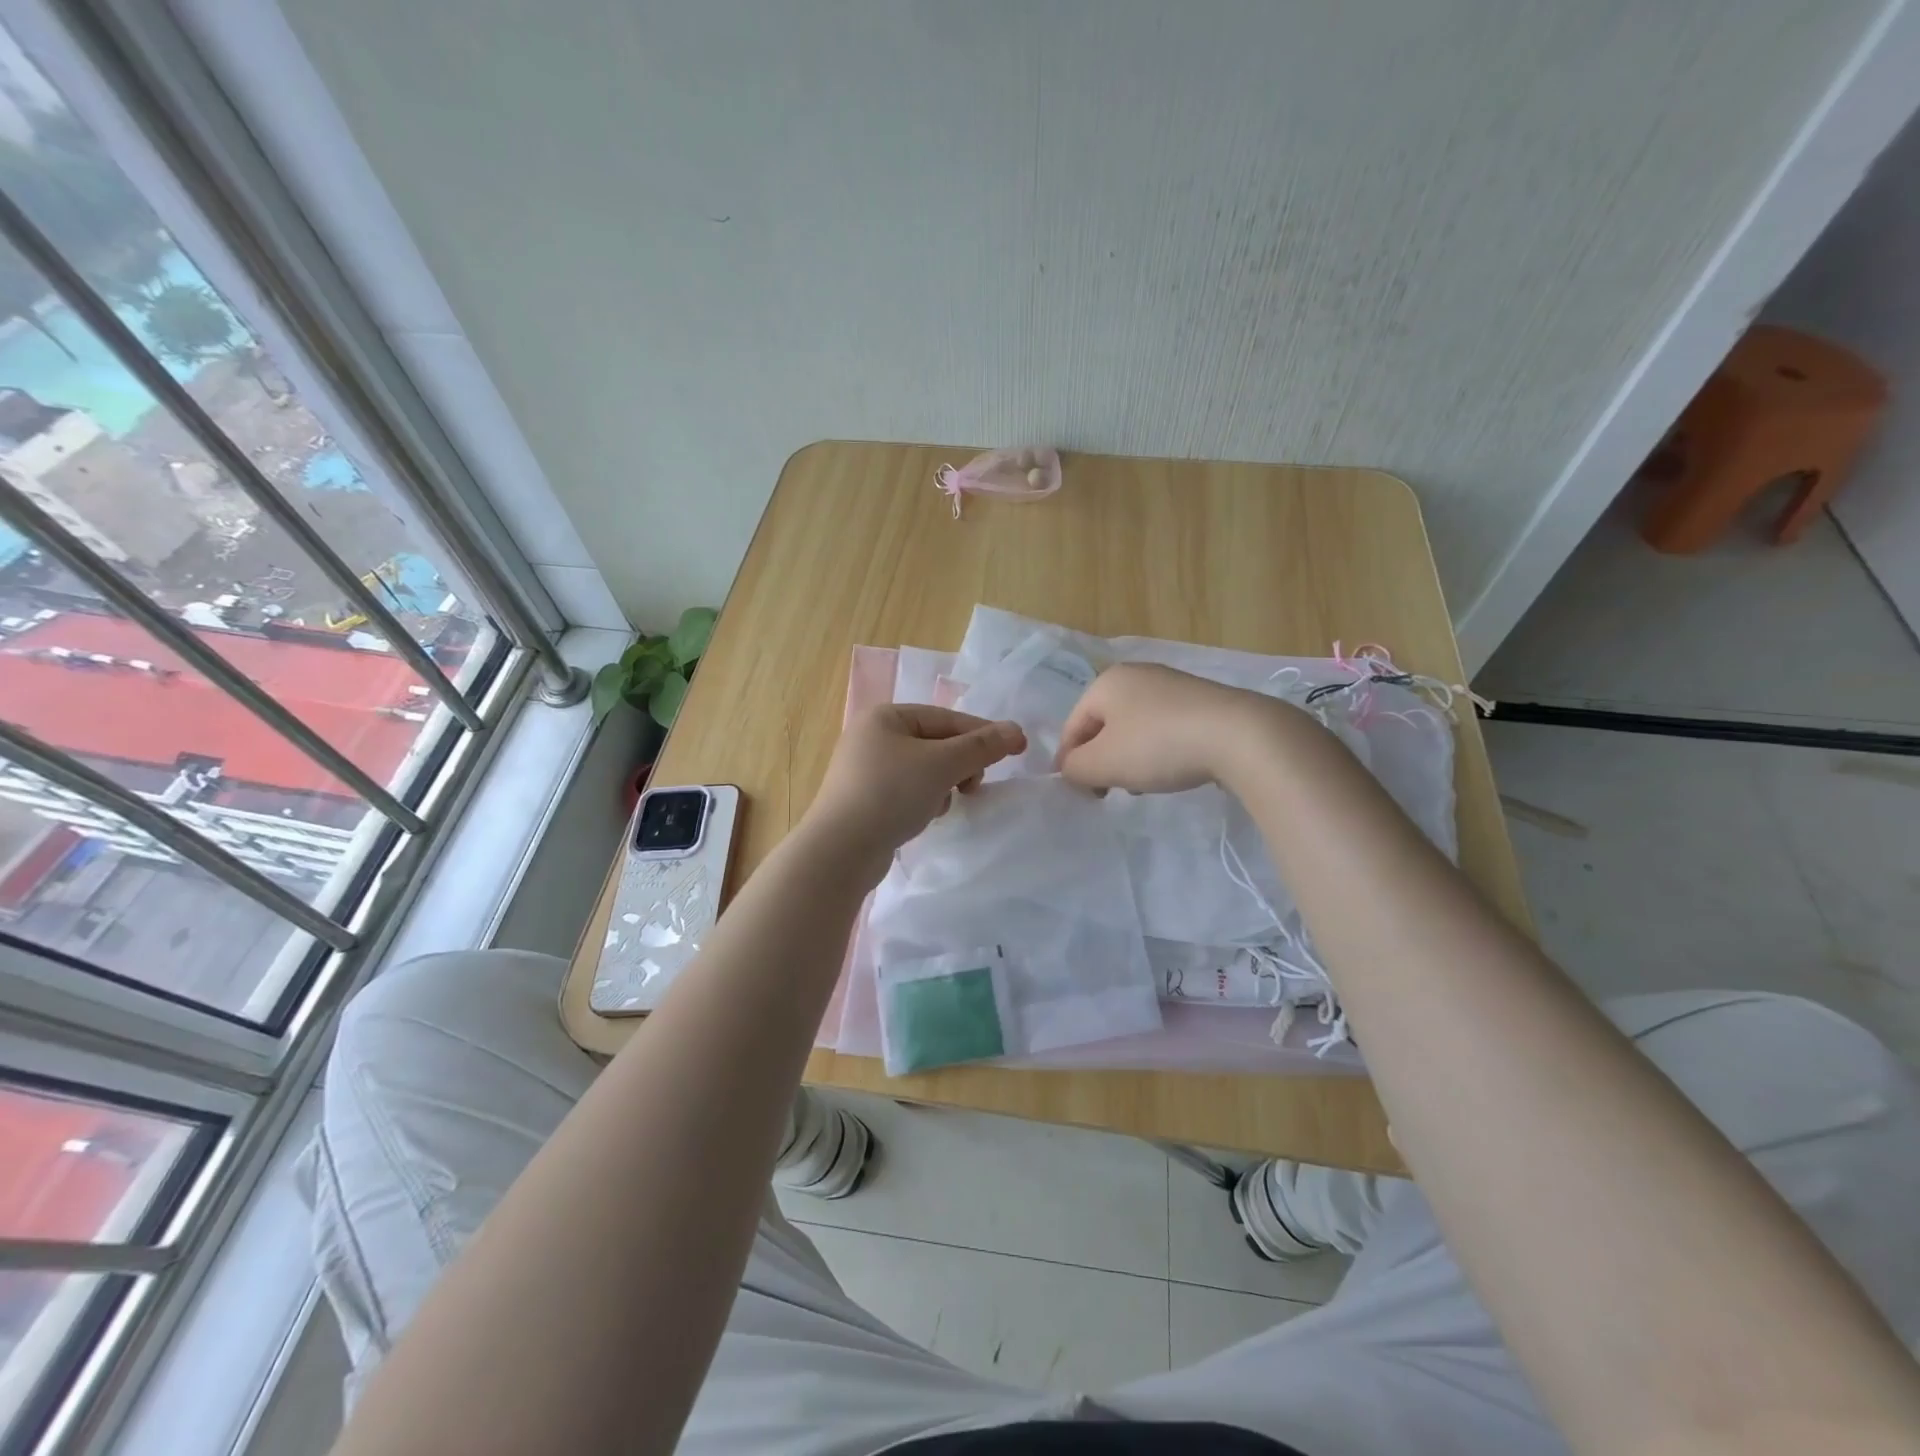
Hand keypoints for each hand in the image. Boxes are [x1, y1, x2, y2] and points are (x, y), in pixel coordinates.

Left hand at [804, 704, 1025, 866]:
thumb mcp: (942, 765)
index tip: (1016, 750)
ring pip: (924, 768)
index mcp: (885, 717)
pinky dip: (924, 799)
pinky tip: (924, 816)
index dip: (983, 733)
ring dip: (944, 784)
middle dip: (960, 764)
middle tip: (973, 786)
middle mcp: (872, 736)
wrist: (840, 850)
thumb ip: (981, 746)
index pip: (946, 718)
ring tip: (944, 804)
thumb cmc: (891, 794)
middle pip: (936, 742)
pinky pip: (908, 790)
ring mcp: (865, 769)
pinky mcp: (865, 799)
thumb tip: (1016, 731)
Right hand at [1055, 663, 1285, 793]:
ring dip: (1131, 758)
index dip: (1070, 762)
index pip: (1072, 726)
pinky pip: (1165, 728)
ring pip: (1134, 728)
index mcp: (1106, 682)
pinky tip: (1173, 770)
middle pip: (1103, 726)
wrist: (1241, 736)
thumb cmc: (1159, 745)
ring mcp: (1172, 684)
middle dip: (1103, 760)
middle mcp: (1136, 674)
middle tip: (1112, 791)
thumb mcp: (1103, 763)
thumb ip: (1074, 768)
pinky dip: (1159, 750)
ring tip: (1145, 784)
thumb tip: (1071, 768)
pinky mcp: (1201, 701)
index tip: (1082, 793)